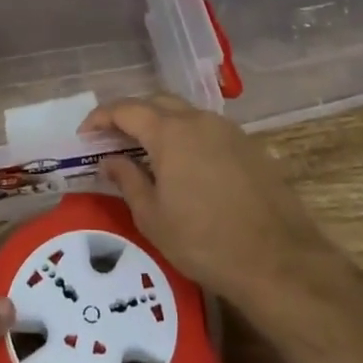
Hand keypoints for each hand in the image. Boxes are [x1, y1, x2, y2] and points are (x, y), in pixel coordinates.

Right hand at [84, 94, 333, 313]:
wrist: (278, 259)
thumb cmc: (204, 241)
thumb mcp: (153, 217)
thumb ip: (128, 180)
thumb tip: (110, 160)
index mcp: (170, 132)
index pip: (126, 109)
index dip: (101, 117)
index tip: (85, 133)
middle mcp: (199, 120)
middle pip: (157, 102)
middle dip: (131, 114)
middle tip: (113, 138)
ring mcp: (228, 130)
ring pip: (186, 113)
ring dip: (162, 124)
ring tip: (147, 151)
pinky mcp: (250, 146)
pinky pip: (209, 129)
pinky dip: (188, 136)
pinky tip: (185, 165)